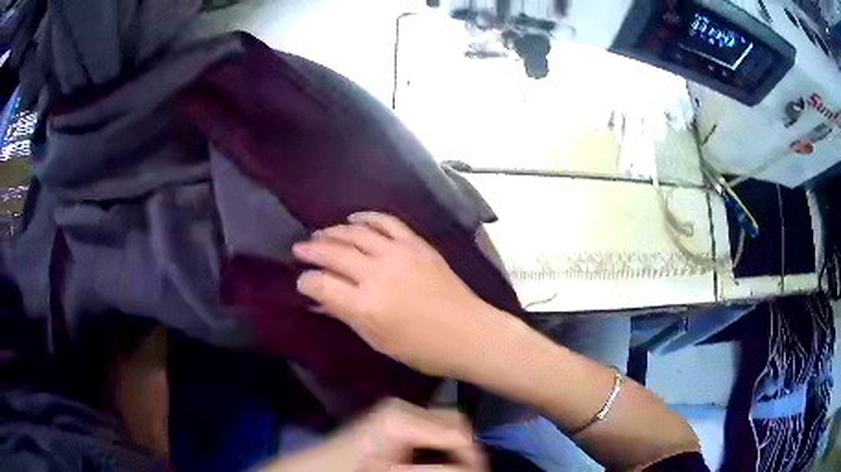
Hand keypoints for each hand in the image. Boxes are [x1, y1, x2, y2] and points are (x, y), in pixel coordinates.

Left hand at [268, 398, 485, 471]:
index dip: (473, 455)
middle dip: (467, 448)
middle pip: (455, 421)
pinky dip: (440, 442)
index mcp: (402, 420)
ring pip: (446, 421)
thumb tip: (475, 468)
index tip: (480, 471)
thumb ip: (439, 470)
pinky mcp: (393, 417)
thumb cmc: (354, 471)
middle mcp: (402, 407)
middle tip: (470, 469)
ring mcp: (397, 409)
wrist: (316, 469)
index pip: (457, 432)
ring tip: (456, 465)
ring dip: (455, 445)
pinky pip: (431, 425)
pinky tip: (437, 458)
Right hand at [292, 212, 504, 377]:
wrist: (468, 333)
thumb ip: (345, 315)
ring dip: (333, 231)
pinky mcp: (417, 244)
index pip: (321, 284)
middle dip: (311, 250)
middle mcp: (377, 273)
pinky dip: (367, 217)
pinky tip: (353, 219)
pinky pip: (386, 221)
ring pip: (355, 233)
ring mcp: (398, 253)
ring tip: (320, 235)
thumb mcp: (377, 340)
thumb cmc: (421, 348)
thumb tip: (318, 300)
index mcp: (365, 305)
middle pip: (333, 252)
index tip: (301, 282)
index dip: (306, 281)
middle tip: (298, 249)